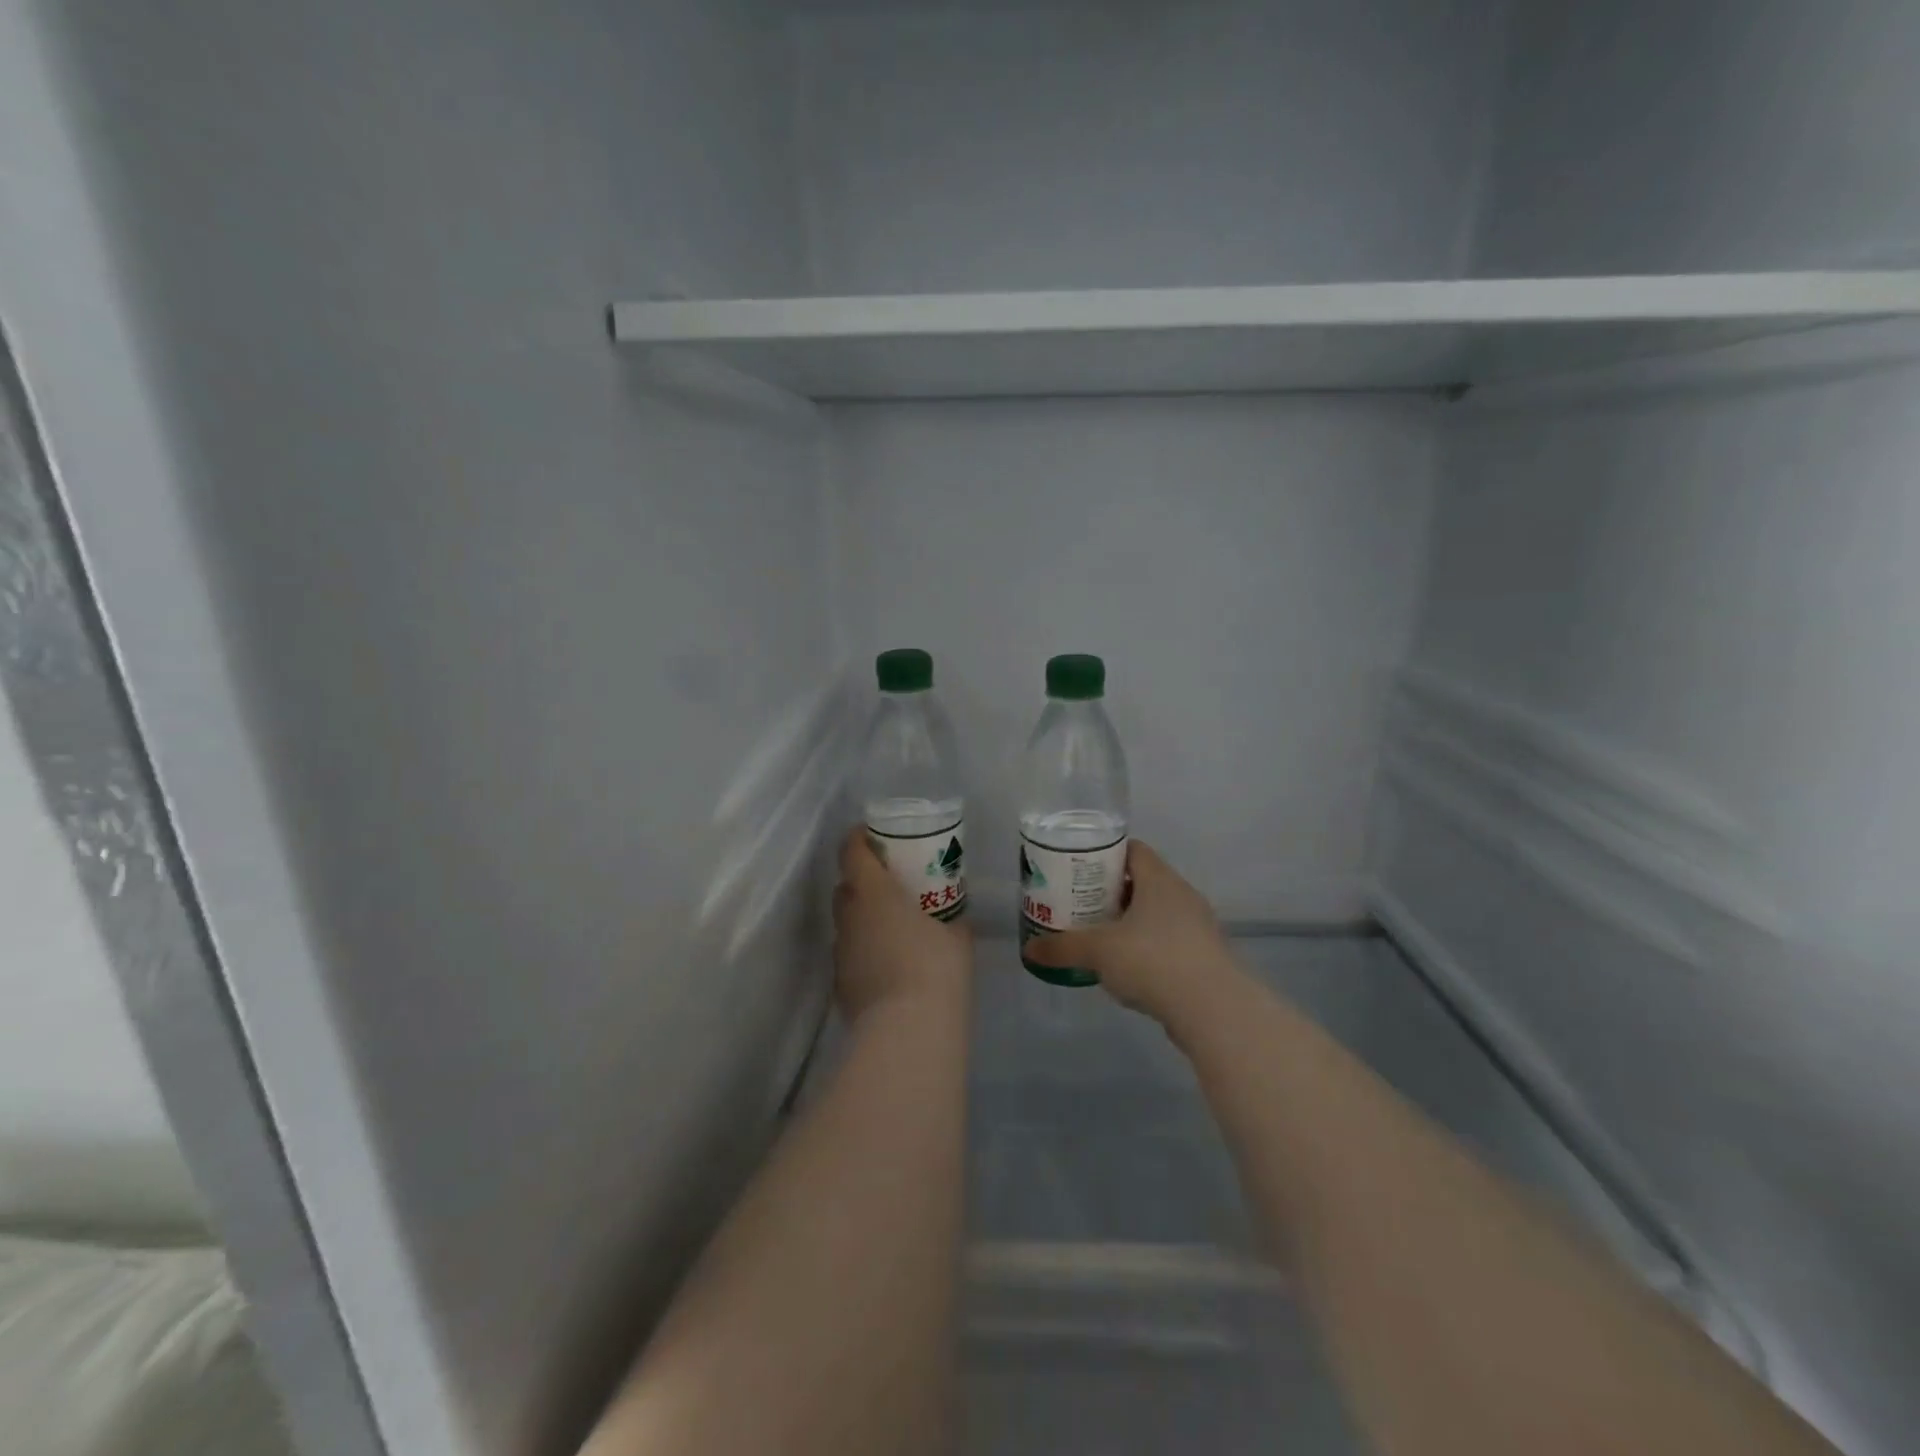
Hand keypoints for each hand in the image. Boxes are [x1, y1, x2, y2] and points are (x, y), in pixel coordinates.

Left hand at [832, 828, 971, 1023]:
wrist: (907, 1031)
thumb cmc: (936, 970)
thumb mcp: (957, 938)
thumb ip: (952, 920)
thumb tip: (954, 919)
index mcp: (874, 893)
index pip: (852, 852)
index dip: (857, 838)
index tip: (870, 835)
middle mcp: (849, 917)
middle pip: (845, 887)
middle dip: (862, 881)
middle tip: (890, 886)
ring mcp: (841, 952)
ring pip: (846, 923)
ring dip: (862, 919)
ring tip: (891, 930)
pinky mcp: (840, 984)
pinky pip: (850, 955)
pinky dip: (864, 952)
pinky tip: (887, 967)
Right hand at [1020, 840, 1238, 1023]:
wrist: (1214, 1010)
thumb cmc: (1153, 961)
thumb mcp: (1099, 951)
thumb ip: (1062, 947)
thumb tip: (1029, 949)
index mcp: (1160, 880)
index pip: (1133, 850)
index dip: (1105, 855)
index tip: (1079, 869)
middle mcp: (1182, 896)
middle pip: (1143, 882)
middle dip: (1111, 892)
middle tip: (1080, 903)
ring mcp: (1198, 927)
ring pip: (1156, 914)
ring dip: (1130, 922)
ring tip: (1099, 937)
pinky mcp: (1204, 958)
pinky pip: (1169, 942)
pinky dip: (1147, 948)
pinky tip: (1127, 969)